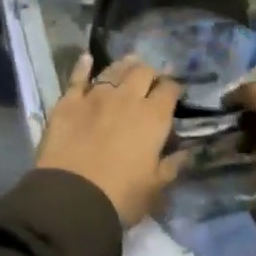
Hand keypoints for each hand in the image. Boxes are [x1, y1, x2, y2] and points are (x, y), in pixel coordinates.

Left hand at [35, 54, 182, 226]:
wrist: (72, 196)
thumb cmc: (121, 196)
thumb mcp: (155, 188)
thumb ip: (172, 165)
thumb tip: (186, 152)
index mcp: (153, 118)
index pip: (169, 90)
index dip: (173, 88)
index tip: (174, 92)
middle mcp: (127, 98)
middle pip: (142, 72)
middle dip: (150, 73)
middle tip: (152, 79)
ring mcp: (95, 96)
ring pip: (113, 70)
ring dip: (124, 65)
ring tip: (130, 62)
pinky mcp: (68, 101)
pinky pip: (78, 77)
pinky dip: (84, 66)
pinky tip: (87, 58)